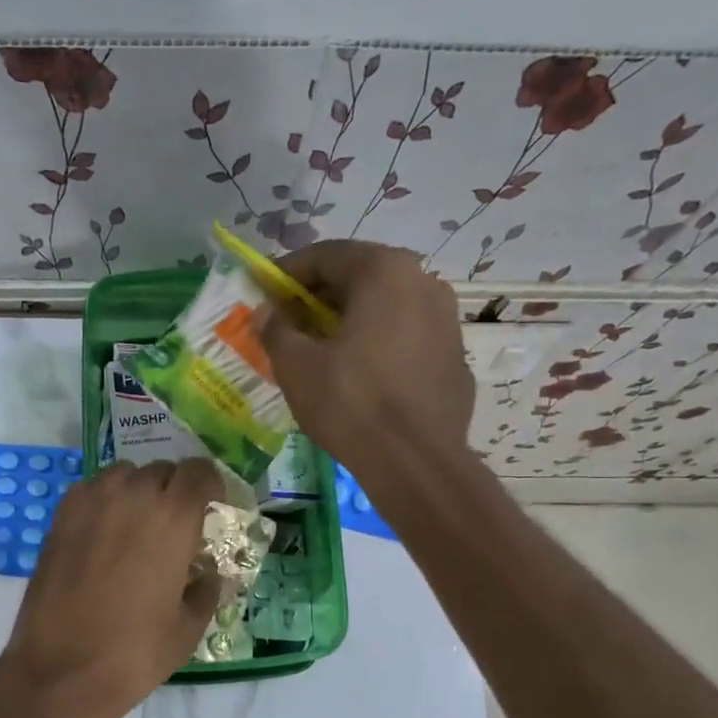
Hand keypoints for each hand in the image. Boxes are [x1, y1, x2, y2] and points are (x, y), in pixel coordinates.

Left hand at [0, 459, 222, 717]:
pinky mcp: (60, 517)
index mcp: (173, 517)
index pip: (200, 471)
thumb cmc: (135, 651)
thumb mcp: (189, 626)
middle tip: (175, 526)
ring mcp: (91, 502)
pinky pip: (92, 490)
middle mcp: (132, 496)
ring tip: (137, 526)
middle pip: (163, 470)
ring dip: (138, 491)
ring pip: (125, 474)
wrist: (61, 670)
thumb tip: (207, 572)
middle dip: (175, 491)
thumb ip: (206, 588)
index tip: (211, 508)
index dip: (210, 486)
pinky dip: (105, 501)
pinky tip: (104, 534)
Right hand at [259, 240, 474, 489]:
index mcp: (384, 271)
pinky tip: (358, 374)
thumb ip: (276, 330)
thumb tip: (266, 313)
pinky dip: (376, 343)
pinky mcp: (454, 356)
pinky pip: (405, 336)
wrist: (416, 462)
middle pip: (359, 277)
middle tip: (287, 322)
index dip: (286, 273)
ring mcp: (446, 319)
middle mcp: (423, 282)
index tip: (262, 292)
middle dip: (318, 297)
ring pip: (385, 307)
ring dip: (348, 320)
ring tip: (320, 349)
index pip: (325, 255)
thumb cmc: (351, 404)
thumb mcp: (297, 366)